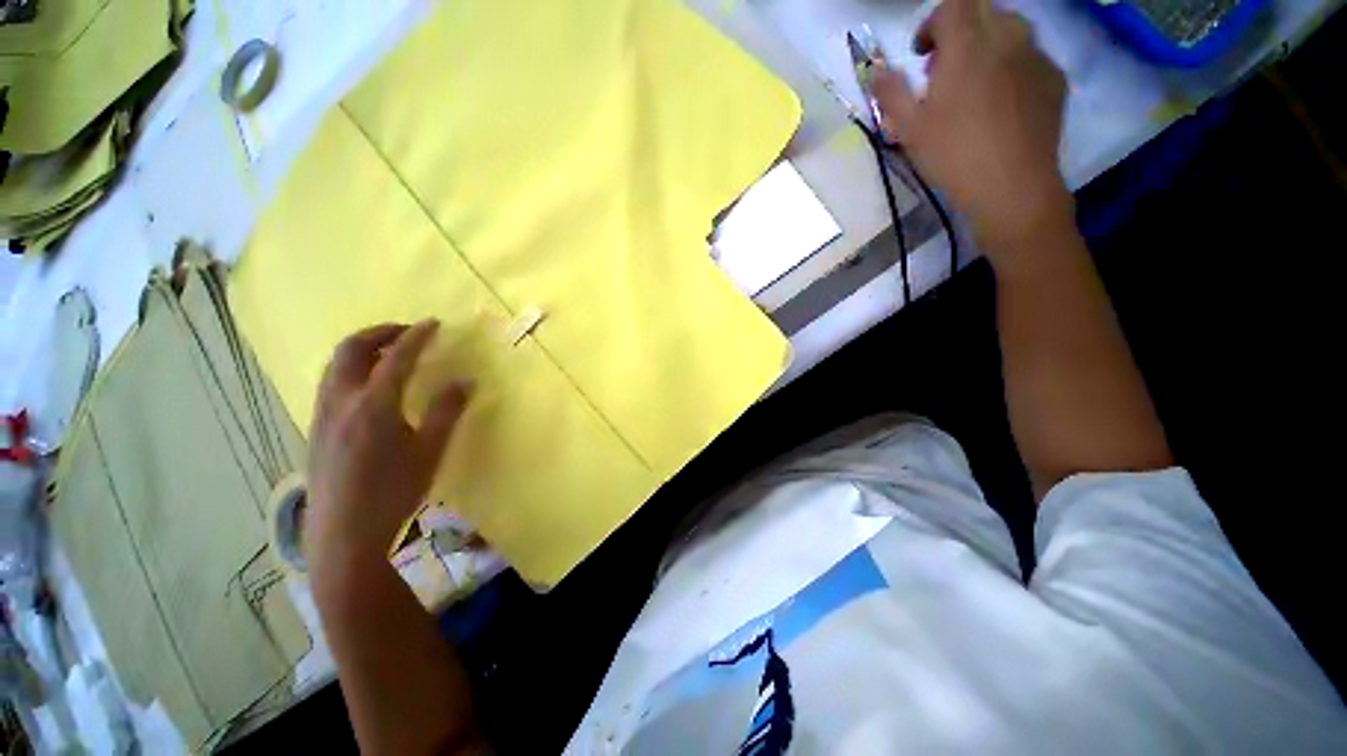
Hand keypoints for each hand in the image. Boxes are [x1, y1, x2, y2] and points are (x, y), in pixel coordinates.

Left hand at [305, 320, 469, 569]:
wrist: (343, 533)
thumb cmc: (393, 492)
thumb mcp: (430, 451)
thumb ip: (446, 411)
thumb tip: (465, 381)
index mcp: (374, 405)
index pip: (397, 357)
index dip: (417, 336)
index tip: (434, 323)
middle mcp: (342, 401)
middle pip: (351, 349)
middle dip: (380, 332)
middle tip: (407, 331)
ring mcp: (323, 414)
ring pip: (336, 365)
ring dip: (362, 349)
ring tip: (389, 353)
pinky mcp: (316, 428)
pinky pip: (331, 382)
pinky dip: (351, 368)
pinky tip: (369, 386)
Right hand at [874, 0, 1070, 250]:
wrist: (1012, 186)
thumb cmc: (953, 155)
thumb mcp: (909, 129)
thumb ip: (891, 93)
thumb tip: (876, 71)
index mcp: (967, 45)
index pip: (952, 5)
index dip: (933, 22)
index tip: (922, 53)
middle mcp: (1007, 36)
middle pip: (983, 10)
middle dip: (960, 31)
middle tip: (944, 70)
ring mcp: (1036, 55)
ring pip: (1011, 28)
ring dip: (987, 44)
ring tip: (974, 83)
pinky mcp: (1054, 78)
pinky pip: (1030, 55)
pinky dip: (1011, 65)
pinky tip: (1001, 100)